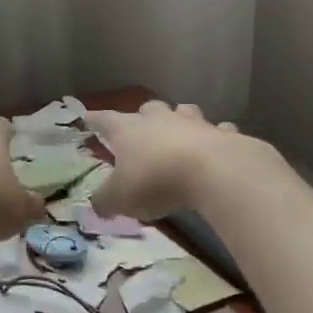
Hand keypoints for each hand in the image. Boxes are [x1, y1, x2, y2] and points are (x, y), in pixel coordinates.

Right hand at [86, 100, 255, 220]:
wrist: (213, 173)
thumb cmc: (156, 180)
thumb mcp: (120, 198)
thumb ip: (105, 201)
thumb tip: (97, 205)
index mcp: (128, 130)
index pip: (105, 120)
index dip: (95, 120)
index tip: (87, 117)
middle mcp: (159, 120)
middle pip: (148, 108)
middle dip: (144, 115)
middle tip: (143, 127)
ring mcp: (193, 124)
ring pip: (184, 111)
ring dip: (181, 119)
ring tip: (180, 131)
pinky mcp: (224, 135)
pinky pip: (219, 130)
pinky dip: (217, 136)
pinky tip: (218, 146)